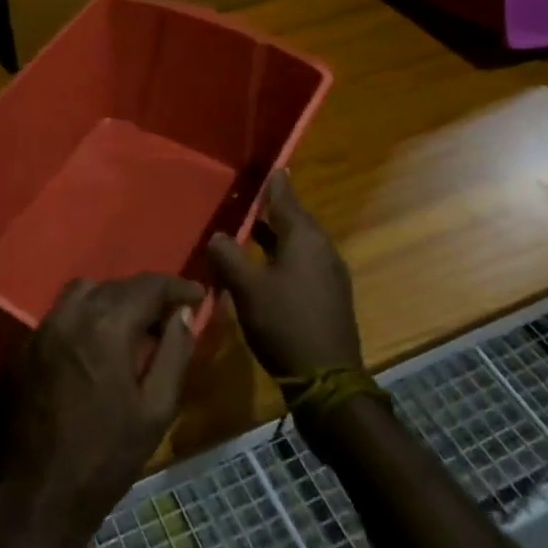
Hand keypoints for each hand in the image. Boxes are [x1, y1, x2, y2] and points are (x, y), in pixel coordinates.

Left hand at [0, 274, 202, 547]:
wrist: (35, 496)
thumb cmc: (105, 459)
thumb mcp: (155, 411)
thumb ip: (174, 354)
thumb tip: (183, 315)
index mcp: (107, 325)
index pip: (149, 286)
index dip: (177, 287)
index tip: (198, 295)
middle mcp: (71, 313)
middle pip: (116, 285)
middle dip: (147, 294)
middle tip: (169, 315)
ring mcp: (43, 327)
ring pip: (84, 291)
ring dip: (113, 298)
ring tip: (133, 325)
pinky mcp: (25, 345)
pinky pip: (62, 313)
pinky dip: (86, 315)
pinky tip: (97, 344)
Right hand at [206, 171, 362, 382]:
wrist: (327, 381)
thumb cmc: (285, 324)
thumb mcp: (246, 288)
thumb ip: (227, 256)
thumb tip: (217, 236)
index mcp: (304, 238)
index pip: (286, 198)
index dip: (274, 183)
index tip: (268, 166)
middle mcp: (322, 249)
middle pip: (295, 219)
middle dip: (273, 208)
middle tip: (251, 197)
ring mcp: (329, 274)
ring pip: (299, 243)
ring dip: (277, 234)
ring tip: (252, 228)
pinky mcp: (329, 296)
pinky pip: (304, 262)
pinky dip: (284, 255)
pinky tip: (266, 265)